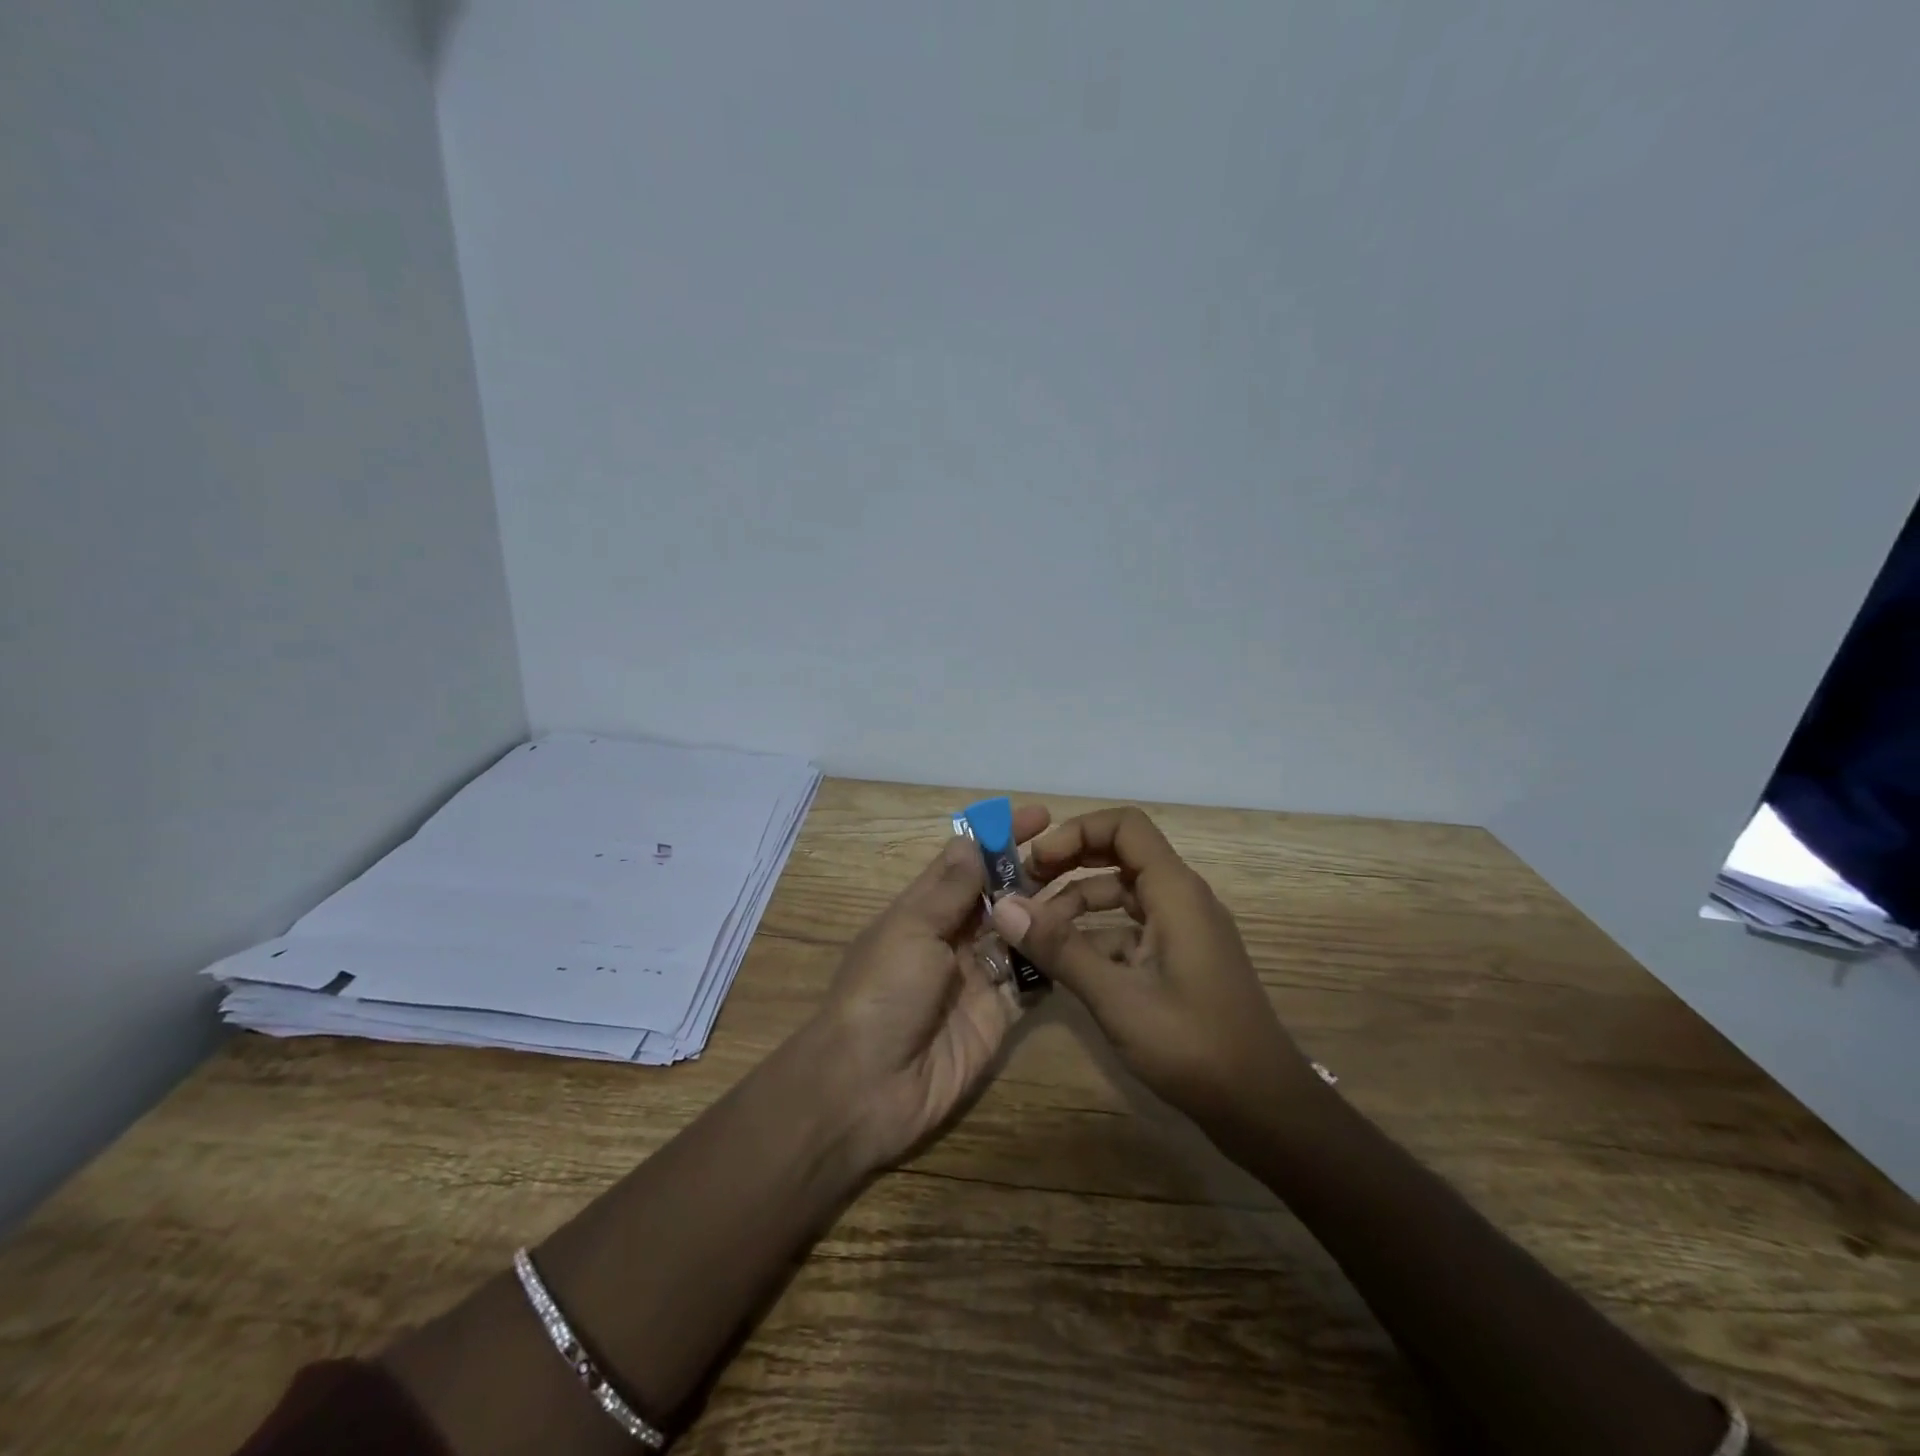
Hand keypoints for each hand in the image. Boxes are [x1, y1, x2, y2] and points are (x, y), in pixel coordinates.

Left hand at [814, 804, 1050, 1167]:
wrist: (868, 1086)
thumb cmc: (883, 993)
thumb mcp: (911, 929)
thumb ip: (949, 889)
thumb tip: (971, 838)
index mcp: (924, 909)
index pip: (966, 860)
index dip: (999, 836)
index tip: (1040, 816)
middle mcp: (953, 937)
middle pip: (999, 895)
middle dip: (1032, 872)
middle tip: (1078, 854)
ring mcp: (978, 976)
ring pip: (1021, 934)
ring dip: (1049, 913)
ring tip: (1090, 890)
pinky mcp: (999, 1015)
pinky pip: (1032, 981)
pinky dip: (1054, 961)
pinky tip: (1084, 941)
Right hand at [989, 807, 1320, 1135]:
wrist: (1263, 1108)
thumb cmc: (1194, 1045)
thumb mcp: (1117, 997)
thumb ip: (1060, 948)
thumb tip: (1003, 907)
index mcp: (1175, 892)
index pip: (1124, 826)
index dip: (1076, 832)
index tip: (1036, 862)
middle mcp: (1181, 899)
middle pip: (1119, 855)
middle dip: (1069, 864)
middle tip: (1024, 889)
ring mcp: (1182, 930)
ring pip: (1121, 895)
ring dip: (1076, 905)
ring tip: (1033, 934)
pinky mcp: (1179, 960)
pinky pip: (1130, 930)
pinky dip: (1095, 937)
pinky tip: (1064, 966)